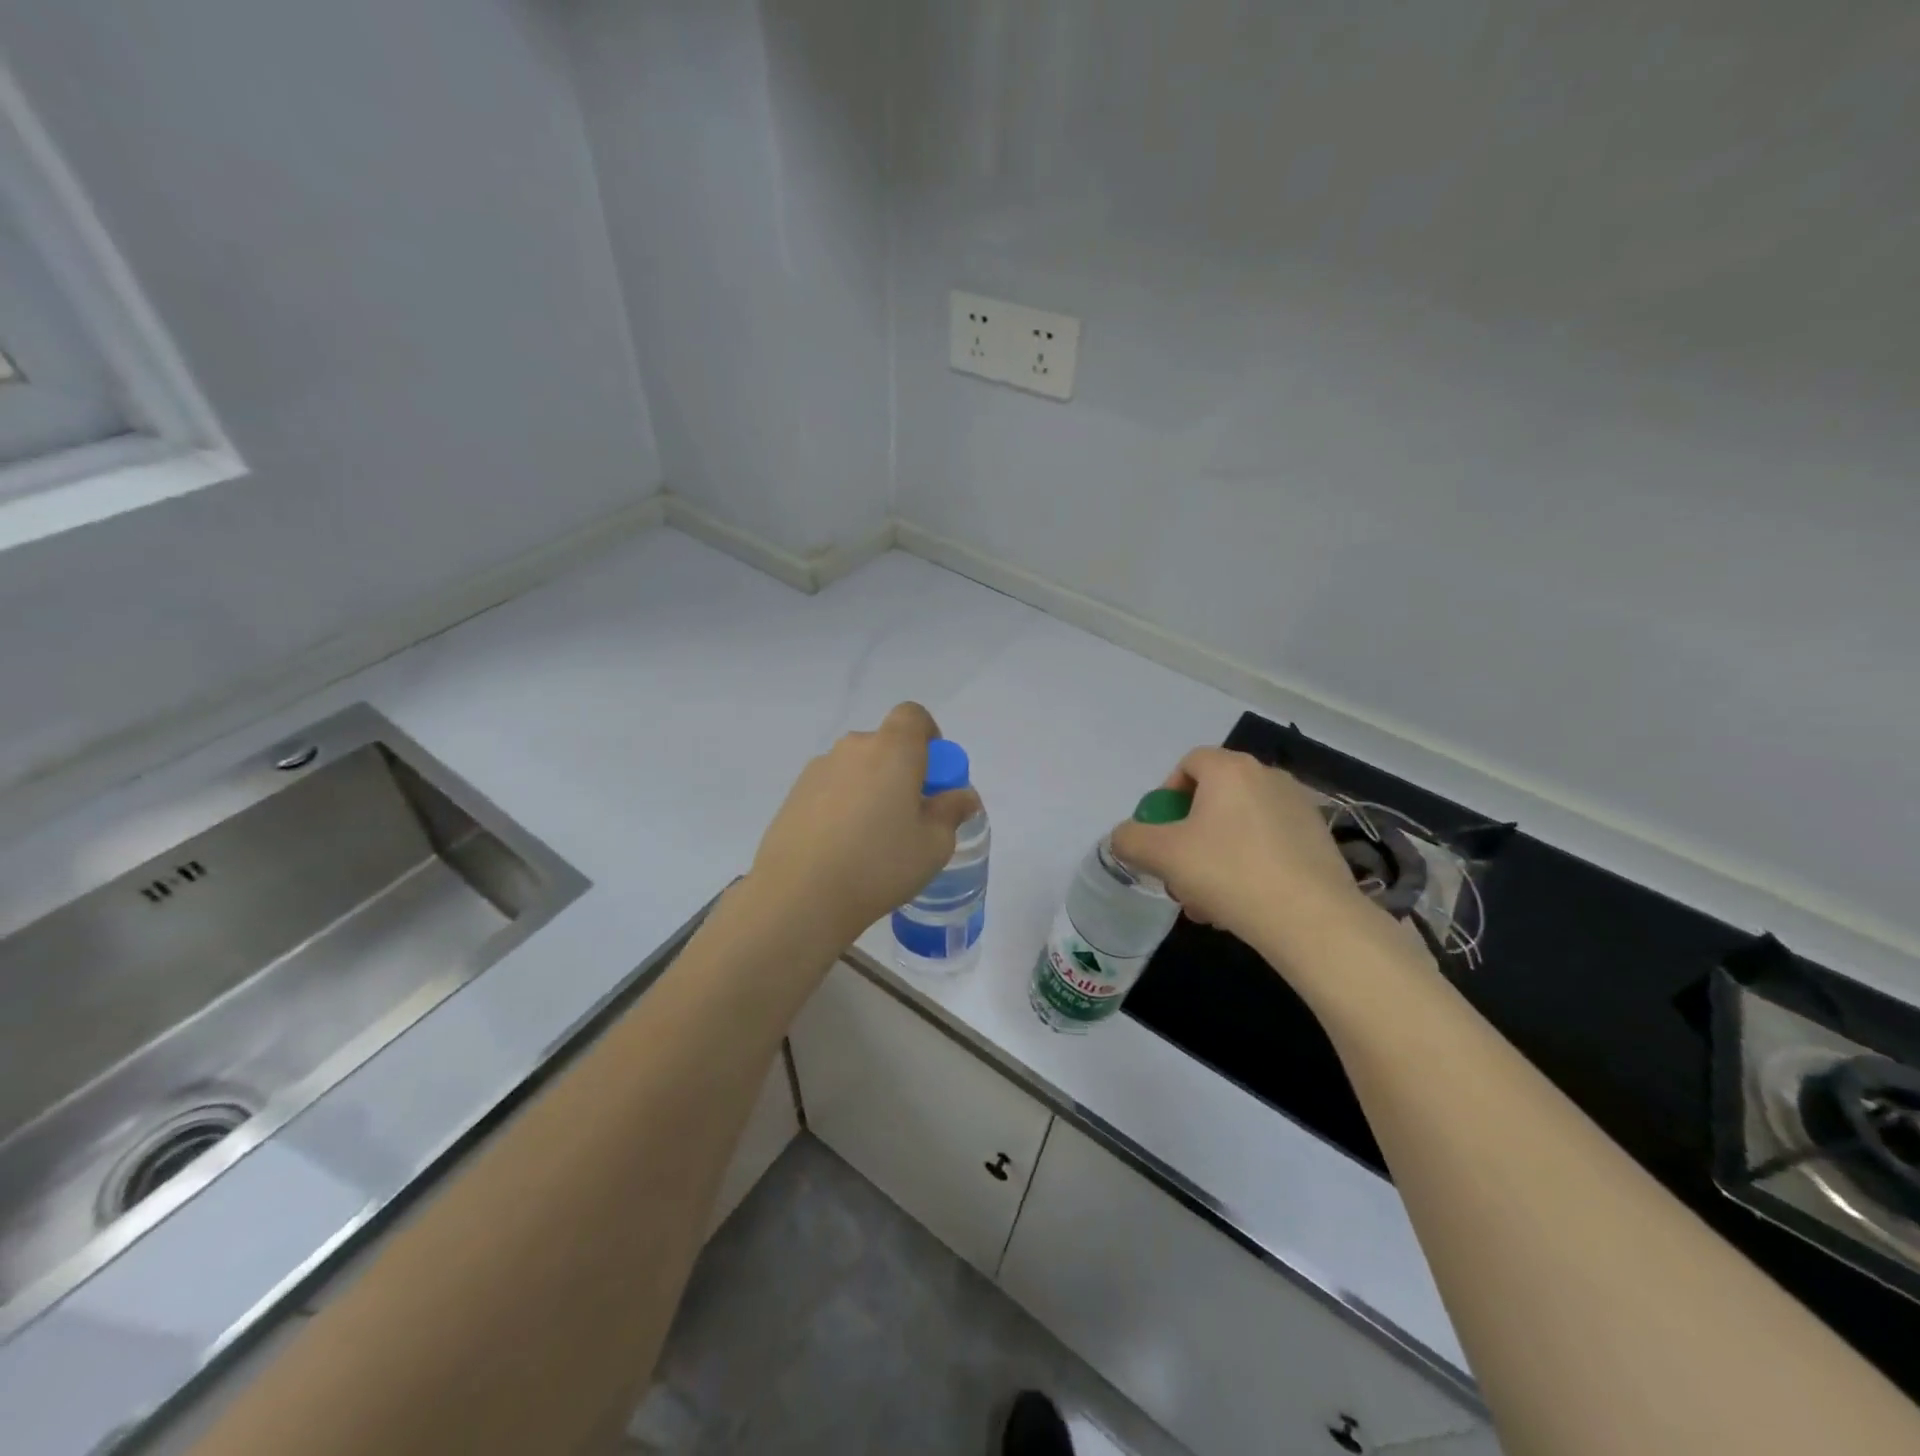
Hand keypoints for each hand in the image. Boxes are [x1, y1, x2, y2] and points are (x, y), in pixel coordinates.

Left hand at [744, 702, 981, 947]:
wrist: (799, 896)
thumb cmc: (879, 864)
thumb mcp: (934, 845)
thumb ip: (951, 811)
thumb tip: (962, 795)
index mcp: (892, 750)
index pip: (913, 715)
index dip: (928, 736)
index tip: (934, 774)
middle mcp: (853, 748)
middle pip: (885, 744)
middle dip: (901, 770)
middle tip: (909, 814)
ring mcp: (818, 769)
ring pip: (857, 768)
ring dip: (870, 788)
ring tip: (872, 839)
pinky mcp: (794, 794)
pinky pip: (831, 788)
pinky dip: (843, 805)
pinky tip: (842, 847)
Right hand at [1110, 747, 1389, 966]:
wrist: (1313, 921)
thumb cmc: (1229, 874)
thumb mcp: (1162, 856)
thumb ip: (1130, 839)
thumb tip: (1125, 837)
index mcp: (1231, 769)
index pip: (1189, 763)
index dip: (1166, 795)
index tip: (1161, 834)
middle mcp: (1268, 777)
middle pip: (1213, 799)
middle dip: (1188, 838)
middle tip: (1179, 875)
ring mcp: (1299, 809)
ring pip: (1239, 828)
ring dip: (1214, 858)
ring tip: (1207, 903)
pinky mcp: (1319, 841)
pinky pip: (1268, 845)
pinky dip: (1248, 867)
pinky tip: (1242, 907)